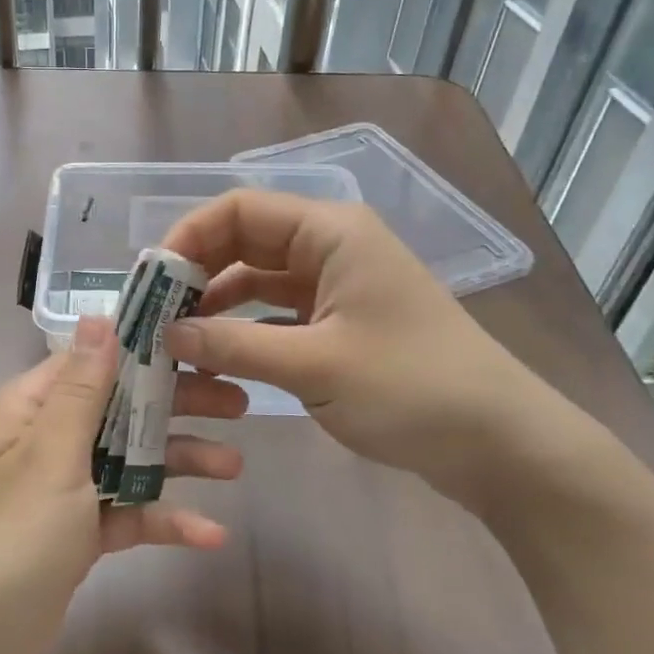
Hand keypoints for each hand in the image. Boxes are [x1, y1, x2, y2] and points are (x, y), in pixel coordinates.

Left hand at [0, 316, 246, 653]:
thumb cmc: (7, 537)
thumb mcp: (49, 455)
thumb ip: (82, 389)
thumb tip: (98, 316)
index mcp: (30, 409)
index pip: (92, 360)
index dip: (143, 348)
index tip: (200, 342)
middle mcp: (45, 440)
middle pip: (119, 409)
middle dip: (175, 406)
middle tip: (238, 403)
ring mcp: (61, 489)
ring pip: (127, 460)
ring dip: (177, 461)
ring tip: (235, 465)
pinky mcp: (75, 536)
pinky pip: (124, 514)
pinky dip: (161, 519)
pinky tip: (210, 534)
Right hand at [159, 190, 584, 514]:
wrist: (502, 444)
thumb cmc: (413, 388)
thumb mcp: (314, 365)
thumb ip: (232, 344)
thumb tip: (167, 333)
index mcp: (330, 232)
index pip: (239, 210)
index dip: (188, 237)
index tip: (151, 281)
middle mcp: (330, 247)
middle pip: (244, 241)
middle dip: (197, 273)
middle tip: (154, 314)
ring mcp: (337, 286)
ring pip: (258, 279)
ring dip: (217, 304)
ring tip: (176, 339)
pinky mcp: (340, 323)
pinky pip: (277, 313)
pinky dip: (245, 329)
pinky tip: (217, 355)